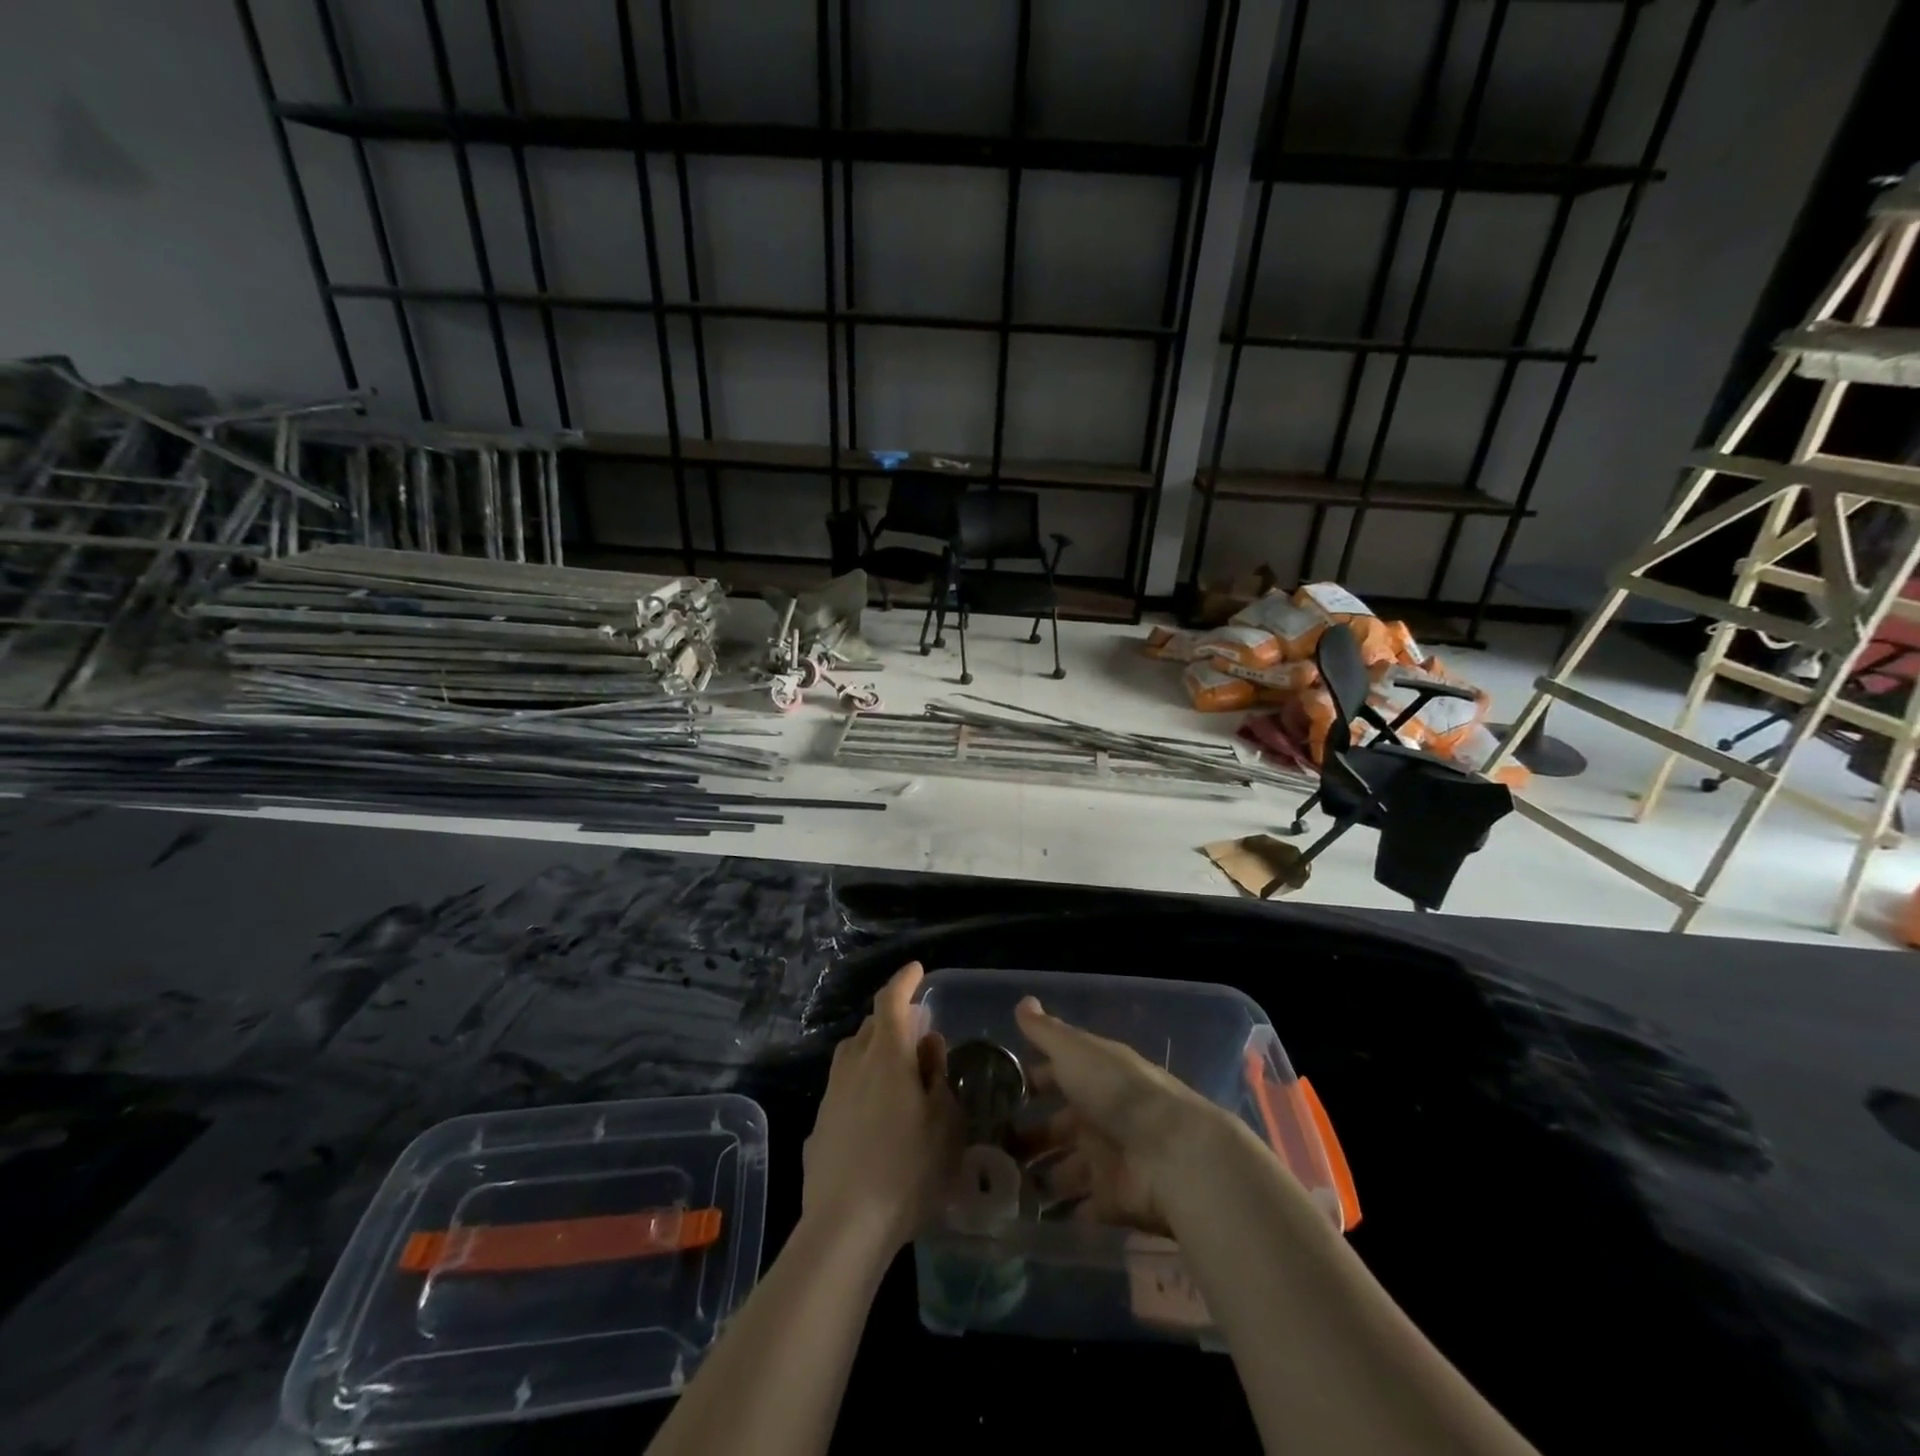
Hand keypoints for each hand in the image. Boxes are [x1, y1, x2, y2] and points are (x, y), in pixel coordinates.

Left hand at [802, 963, 958, 1254]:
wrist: (845, 1227)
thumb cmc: (907, 1170)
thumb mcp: (944, 1122)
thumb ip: (936, 1075)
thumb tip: (928, 1043)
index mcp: (886, 1056)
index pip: (890, 1001)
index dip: (904, 981)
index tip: (916, 970)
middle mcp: (853, 1066)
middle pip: (870, 1027)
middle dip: (892, 1021)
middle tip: (916, 1035)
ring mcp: (831, 1096)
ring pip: (852, 1056)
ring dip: (874, 1052)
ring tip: (896, 1074)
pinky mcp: (819, 1126)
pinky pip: (843, 1089)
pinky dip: (860, 1086)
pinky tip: (874, 1117)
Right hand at [1014, 995, 1226, 1234]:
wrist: (1171, 1152)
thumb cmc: (1117, 1091)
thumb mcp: (1076, 1051)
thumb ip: (1046, 1032)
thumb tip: (1022, 1000)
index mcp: (1093, 1078)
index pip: (1055, 1078)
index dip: (1027, 1084)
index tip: (993, 1095)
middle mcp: (1099, 1117)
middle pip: (1056, 1128)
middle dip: (1026, 1138)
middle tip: (987, 1151)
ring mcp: (1107, 1161)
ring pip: (1064, 1170)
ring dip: (1038, 1178)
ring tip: (997, 1188)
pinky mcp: (1114, 1201)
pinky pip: (1082, 1209)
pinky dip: (1060, 1215)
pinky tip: (1026, 1218)